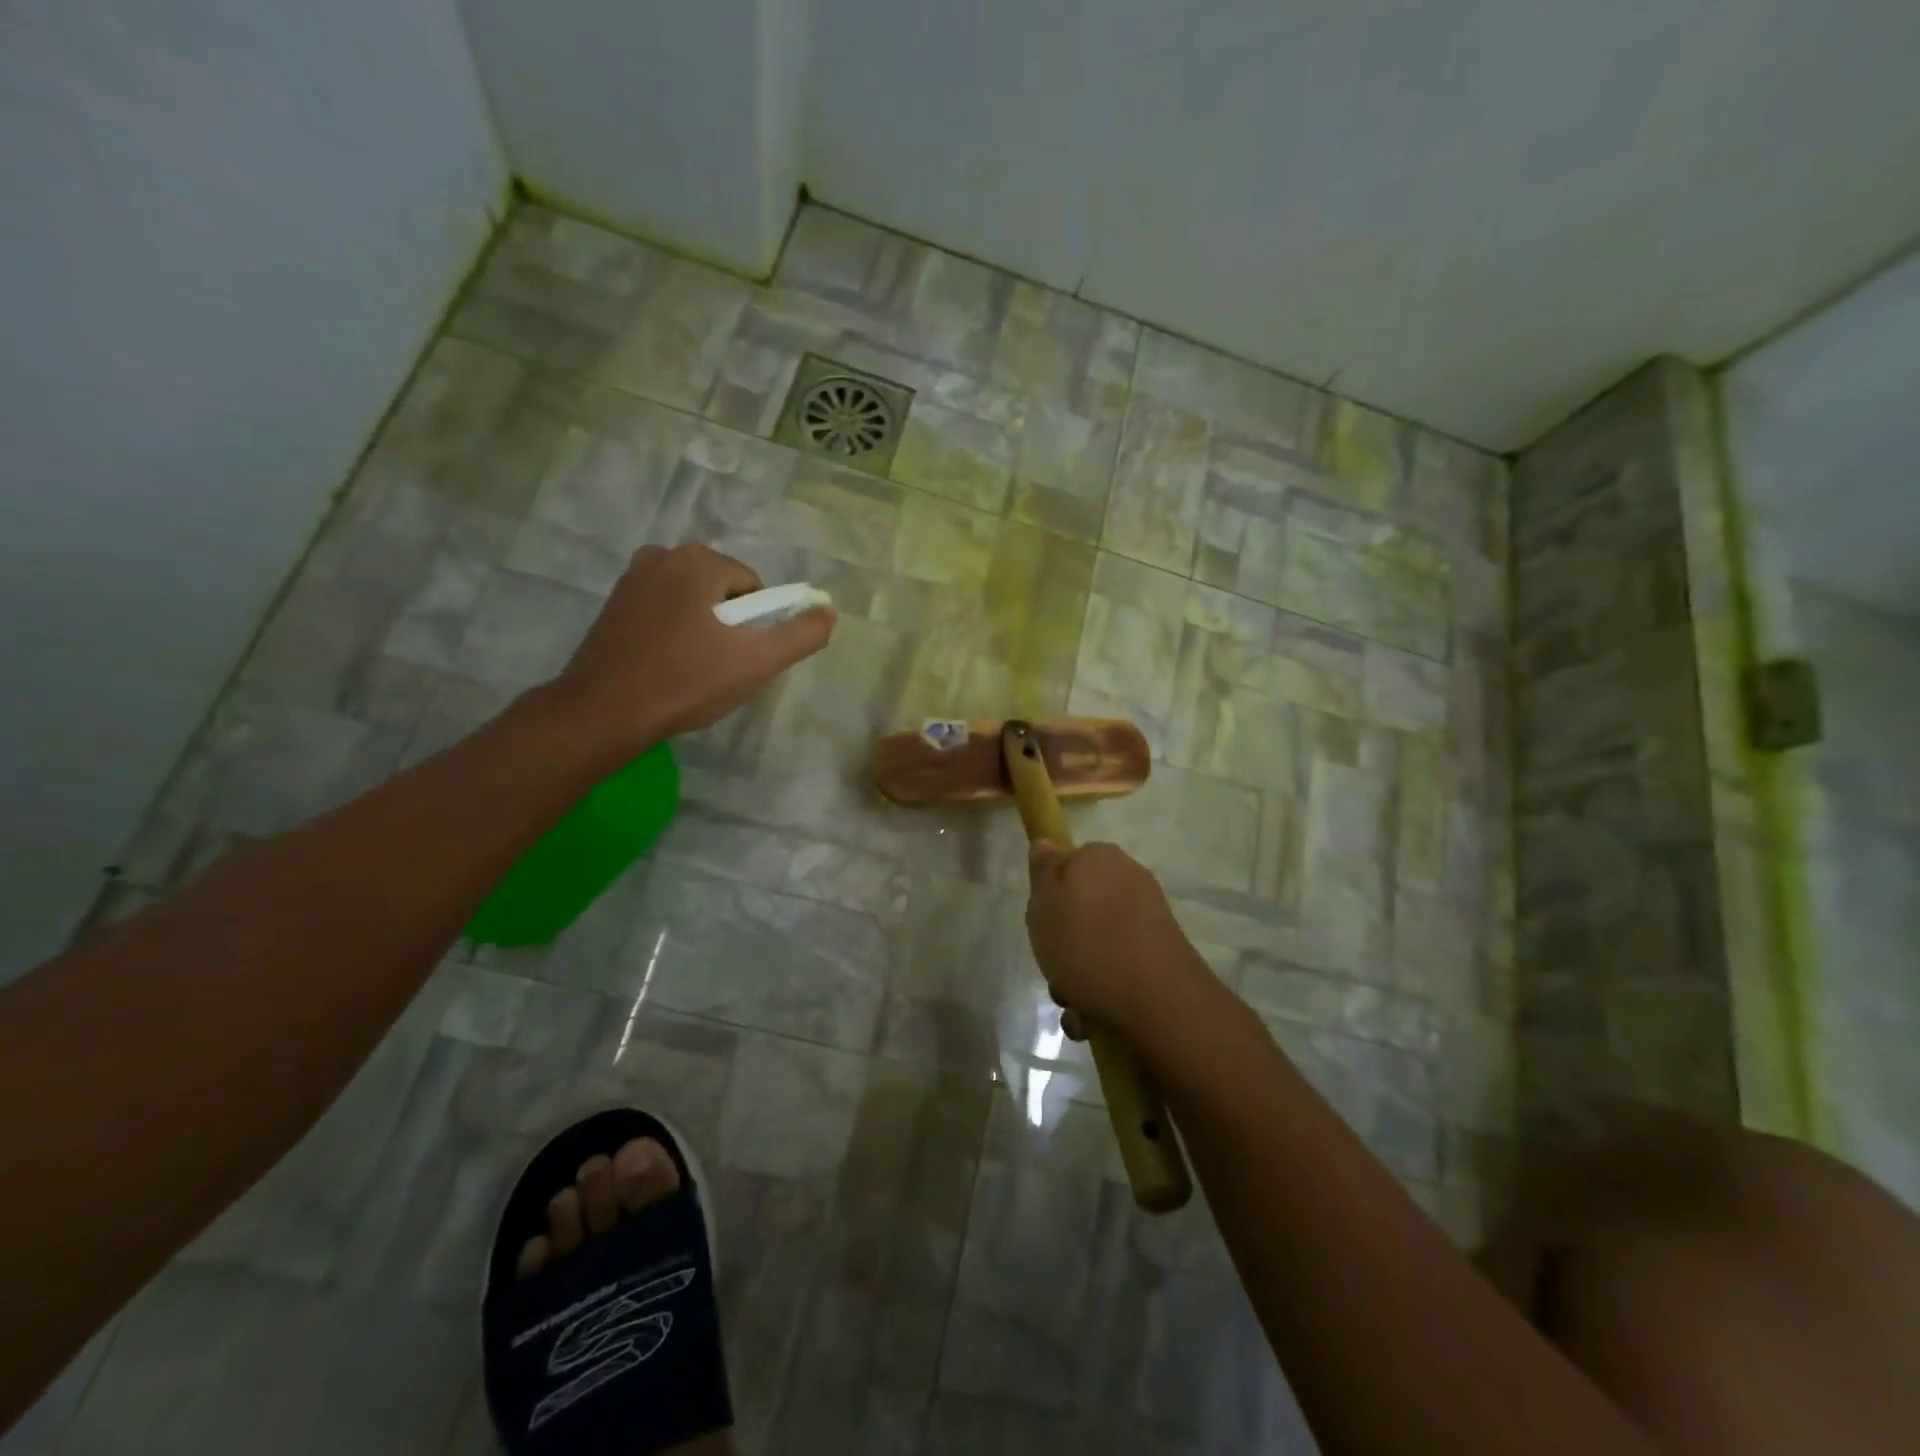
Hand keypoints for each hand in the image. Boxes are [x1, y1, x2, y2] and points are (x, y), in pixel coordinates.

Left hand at [545, 543, 834, 756]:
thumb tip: (830, 612)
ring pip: (693, 604)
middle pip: (723, 593)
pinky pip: (664, 613)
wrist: (603, 713)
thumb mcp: (756, 662)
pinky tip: (666, 668)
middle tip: (718, 670)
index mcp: (698, 559)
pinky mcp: (613, 605)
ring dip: (702, 633)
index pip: (753, 589)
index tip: (741, 660)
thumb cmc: (685, 682)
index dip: (756, 627)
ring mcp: (632, 579)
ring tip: (691, 673)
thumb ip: (800, 635)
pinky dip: (674, 636)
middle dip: (729, 628)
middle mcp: (662, 555)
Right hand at [1025, 841, 1215, 1040]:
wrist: (1158, 1000)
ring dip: (1078, 976)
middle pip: (1079, 909)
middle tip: (1053, 970)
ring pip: (1096, 944)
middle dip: (1062, 945)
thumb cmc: (1087, 945)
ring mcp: (1148, 917)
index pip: (1064, 865)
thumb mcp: (1044, 904)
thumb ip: (1042, 871)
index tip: (1040, 924)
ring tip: (1074, 1006)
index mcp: (1099, 858)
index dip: (1047, 896)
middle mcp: (1128, 879)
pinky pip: (1119, 967)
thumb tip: (1047, 844)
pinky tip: (1093, 1019)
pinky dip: (1102, 991)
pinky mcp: (1161, 953)